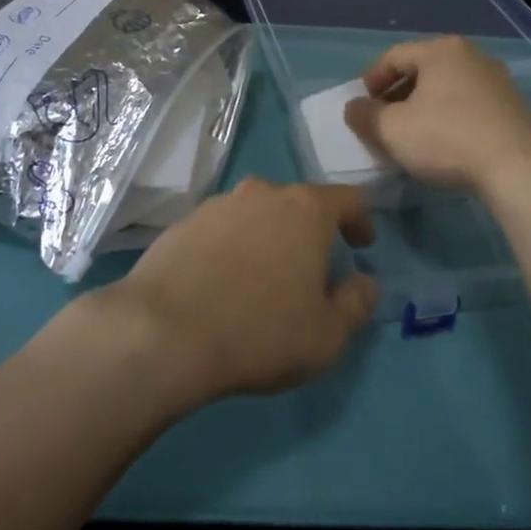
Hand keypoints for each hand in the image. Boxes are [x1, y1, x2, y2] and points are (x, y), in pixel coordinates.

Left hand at [90, 179, 379, 408]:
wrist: (165, 330)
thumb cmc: (260, 331)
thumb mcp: (327, 335)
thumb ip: (356, 303)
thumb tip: (365, 282)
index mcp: (304, 210)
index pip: (347, 199)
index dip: (360, 220)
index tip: (362, 245)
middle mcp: (261, 194)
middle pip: (297, 203)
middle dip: (309, 231)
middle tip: (312, 268)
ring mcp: (217, 205)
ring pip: (255, 214)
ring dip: (267, 237)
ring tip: (265, 277)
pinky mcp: (182, 223)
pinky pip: (220, 230)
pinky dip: (231, 248)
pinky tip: (223, 282)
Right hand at [344, 36, 530, 195]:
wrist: (521, 170)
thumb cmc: (447, 139)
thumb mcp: (391, 130)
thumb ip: (364, 115)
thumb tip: (355, 108)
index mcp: (440, 50)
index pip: (392, 57)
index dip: (369, 82)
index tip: (359, 108)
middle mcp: (471, 56)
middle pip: (420, 71)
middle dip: (395, 97)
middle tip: (381, 124)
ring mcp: (497, 81)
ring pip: (445, 89)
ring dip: (421, 109)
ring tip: (410, 138)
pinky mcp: (514, 107)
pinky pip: (468, 105)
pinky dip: (448, 119)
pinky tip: (443, 146)